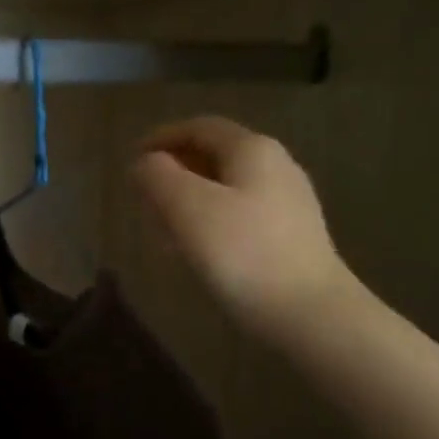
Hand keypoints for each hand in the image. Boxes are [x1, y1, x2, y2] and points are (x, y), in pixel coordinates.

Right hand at [131, 117, 352, 336]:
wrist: (307, 311)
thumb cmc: (241, 253)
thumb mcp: (186, 207)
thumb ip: (158, 176)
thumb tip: (145, 163)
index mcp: (252, 150)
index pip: (199, 127)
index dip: (162, 137)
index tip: (132, 160)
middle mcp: (276, 166)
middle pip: (216, 154)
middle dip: (176, 168)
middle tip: (143, 193)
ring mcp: (288, 201)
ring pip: (227, 185)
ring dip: (190, 195)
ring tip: (162, 222)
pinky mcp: (290, 234)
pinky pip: (240, 212)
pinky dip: (209, 218)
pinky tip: (196, 247)